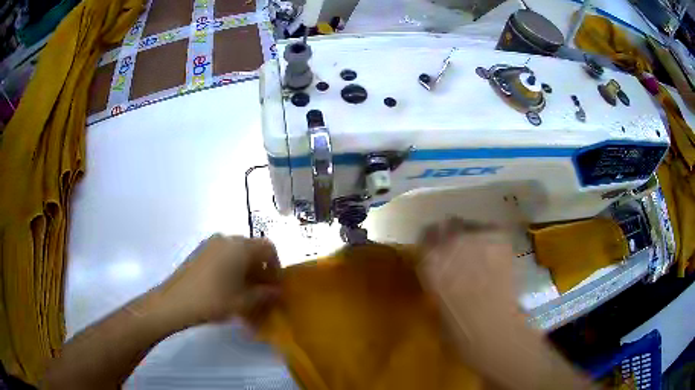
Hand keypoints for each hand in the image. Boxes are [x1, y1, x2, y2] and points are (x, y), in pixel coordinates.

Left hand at [152, 235, 280, 328]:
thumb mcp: (244, 302)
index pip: (268, 248)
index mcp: (240, 247)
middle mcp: (226, 239)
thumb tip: (277, 291)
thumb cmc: (213, 300)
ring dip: (246, 269)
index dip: (276, 266)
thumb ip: (265, 294)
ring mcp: (210, 243)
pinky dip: (231, 267)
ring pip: (237, 252)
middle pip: (252, 249)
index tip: (275, 286)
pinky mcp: (199, 251)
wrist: (174, 302)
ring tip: (244, 291)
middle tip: (261, 291)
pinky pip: (223, 254)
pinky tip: (227, 287)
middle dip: (261, 269)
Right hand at [418, 220, 594, 389]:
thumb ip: (437, 276)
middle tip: (464, 250)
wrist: (492, 329)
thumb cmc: (458, 327)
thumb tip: (443, 265)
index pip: (426, 235)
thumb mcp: (436, 301)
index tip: (439, 245)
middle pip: (450, 224)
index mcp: (430, 261)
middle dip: (455, 234)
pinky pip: (493, 232)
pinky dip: (494, 240)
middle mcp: (450, 243)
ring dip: (475, 236)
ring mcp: (477, 238)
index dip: (434, 240)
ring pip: (473, 226)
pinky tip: (498, 257)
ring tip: (484, 255)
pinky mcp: (499, 239)